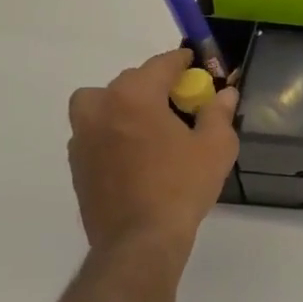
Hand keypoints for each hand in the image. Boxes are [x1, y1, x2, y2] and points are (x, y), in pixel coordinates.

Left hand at [67, 48, 238, 247]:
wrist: (139, 240)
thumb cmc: (181, 187)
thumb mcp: (215, 147)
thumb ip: (219, 113)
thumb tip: (225, 93)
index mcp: (135, 97)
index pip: (160, 64)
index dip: (181, 61)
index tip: (193, 63)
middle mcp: (101, 108)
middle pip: (129, 81)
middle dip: (154, 84)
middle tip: (179, 100)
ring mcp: (83, 136)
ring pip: (101, 103)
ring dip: (123, 104)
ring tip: (148, 124)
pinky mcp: (77, 163)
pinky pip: (94, 132)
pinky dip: (112, 131)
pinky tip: (135, 153)